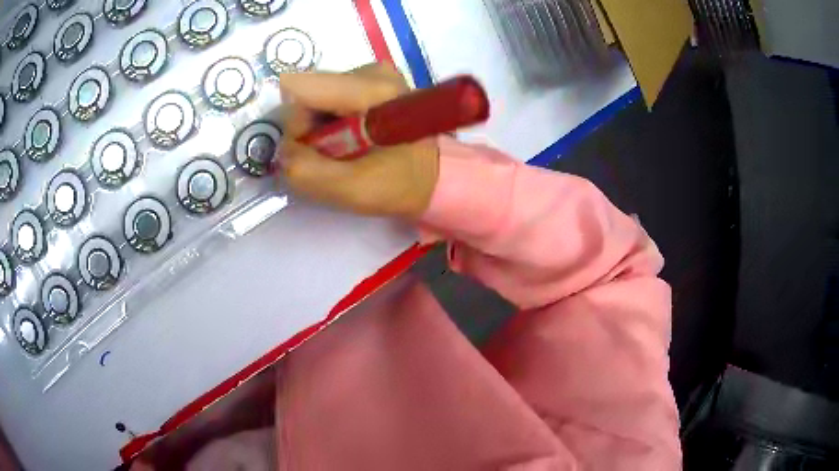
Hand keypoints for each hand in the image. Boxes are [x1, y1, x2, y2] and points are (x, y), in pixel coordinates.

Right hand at [277, 63, 439, 218]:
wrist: (436, 176)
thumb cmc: (402, 184)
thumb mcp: (354, 190)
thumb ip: (307, 172)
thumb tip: (281, 150)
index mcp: (374, 88)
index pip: (300, 89)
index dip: (295, 125)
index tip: (314, 150)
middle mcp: (371, 71)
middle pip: (307, 94)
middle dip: (308, 131)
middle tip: (334, 157)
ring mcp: (371, 73)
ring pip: (314, 99)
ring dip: (319, 131)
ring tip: (346, 151)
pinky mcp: (368, 82)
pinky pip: (326, 101)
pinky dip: (329, 125)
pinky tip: (350, 139)